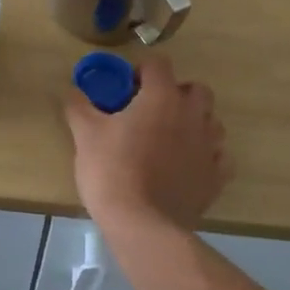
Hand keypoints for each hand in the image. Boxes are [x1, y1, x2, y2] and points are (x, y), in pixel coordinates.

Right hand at [63, 55, 229, 231]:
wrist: (143, 225)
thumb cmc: (112, 171)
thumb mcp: (85, 134)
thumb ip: (79, 105)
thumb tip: (71, 90)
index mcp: (162, 97)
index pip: (158, 63)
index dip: (141, 70)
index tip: (125, 89)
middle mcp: (192, 114)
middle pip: (196, 89)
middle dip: (176, 93)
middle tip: (150, 111)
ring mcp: (209, 146)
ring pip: (211, 121)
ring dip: (194, 122)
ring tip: (169, 139)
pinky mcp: (216, 177)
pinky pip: (218, 156)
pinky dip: (205, 155)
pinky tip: (186, 166)